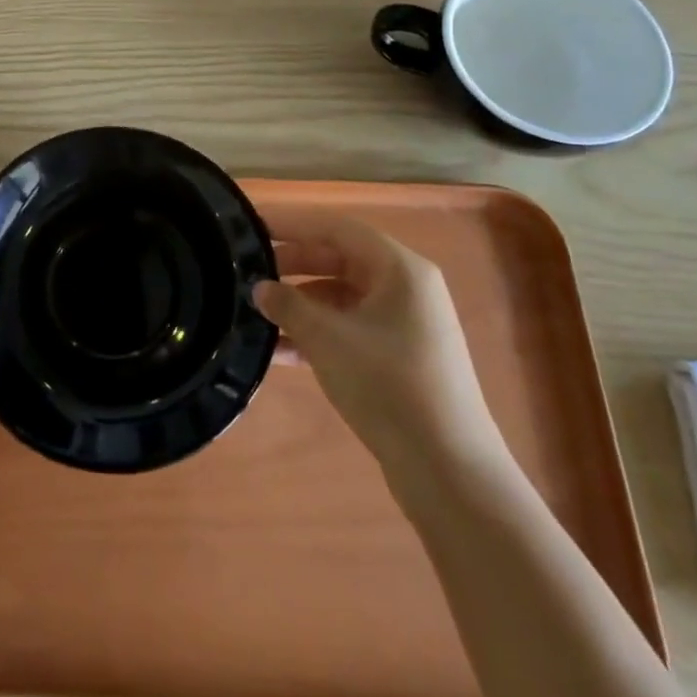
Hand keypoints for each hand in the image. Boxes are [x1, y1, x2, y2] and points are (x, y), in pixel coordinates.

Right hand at [253, 209, 507, 479]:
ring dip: (300, 304)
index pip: (336, 228)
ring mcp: (404, 325)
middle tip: (247, 270)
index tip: (251, 225)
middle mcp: (406, 288)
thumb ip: (288, 306)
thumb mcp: (328, 340)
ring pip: (341, 297)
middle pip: (339, 259)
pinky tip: (277, 351)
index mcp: (400, 269)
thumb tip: (259, 288)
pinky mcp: (398, 359)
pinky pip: (348, 329)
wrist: (449, 472)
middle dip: (292, 265)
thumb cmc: (389, 387)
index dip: (292, 224)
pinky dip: (316, 334)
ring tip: (255, 312)